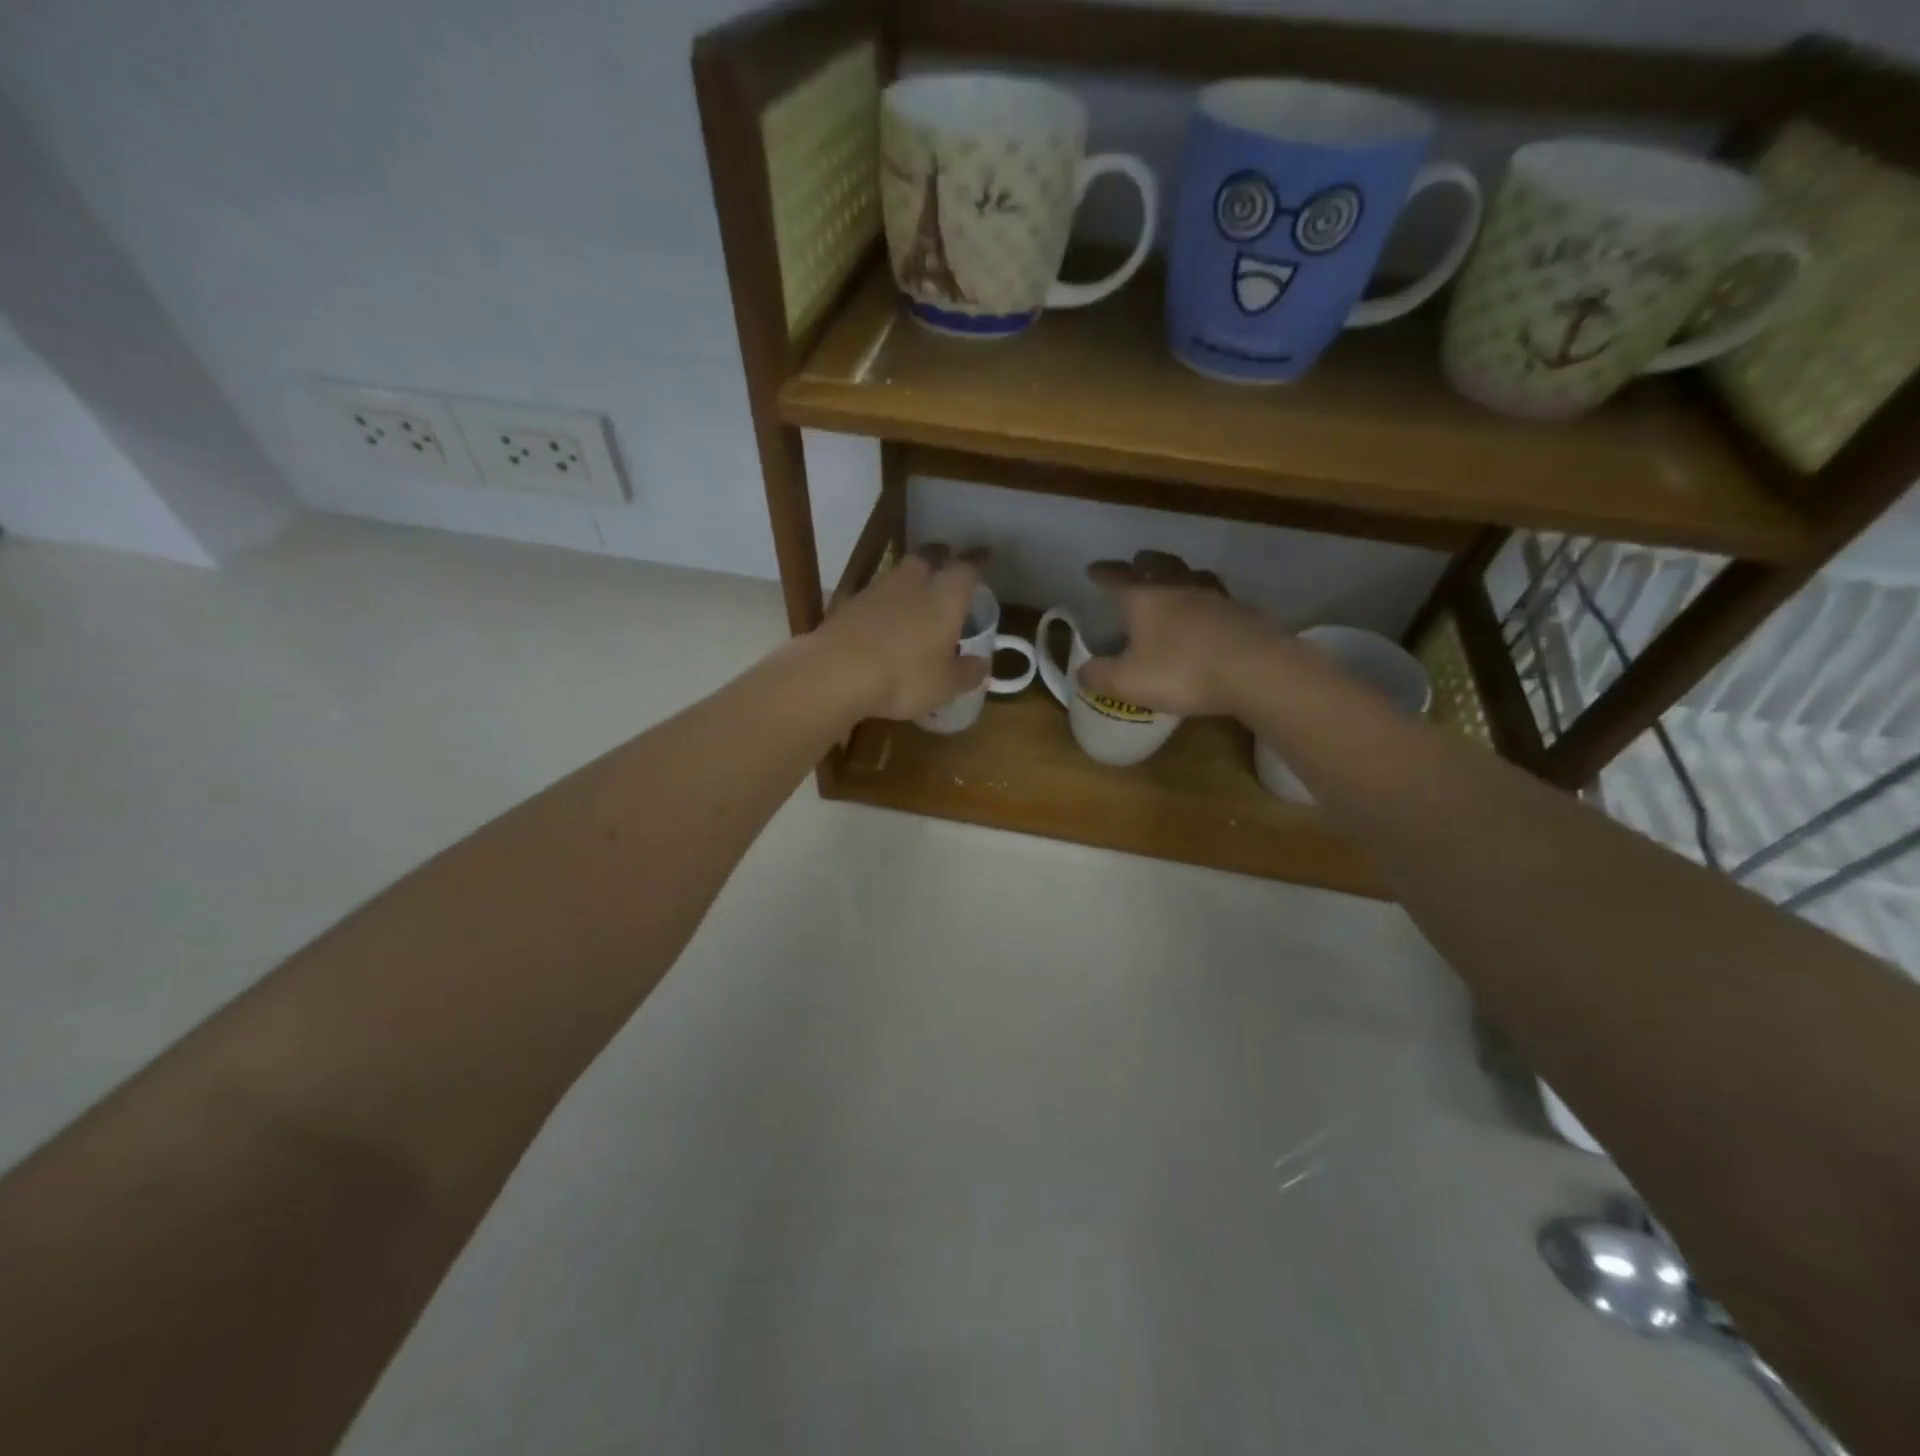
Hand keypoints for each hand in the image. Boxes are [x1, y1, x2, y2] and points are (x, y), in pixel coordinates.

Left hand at [810, 545, 989, 720]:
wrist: (836, 672)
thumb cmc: (905, 676)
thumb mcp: (945, 684)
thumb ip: (967, 672)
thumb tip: (981, 665)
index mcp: (945, 596)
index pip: (967, 567)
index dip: (978, 561)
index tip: (985, 554)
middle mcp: (912, 583)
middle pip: (928, 557)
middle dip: (939, 557)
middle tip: (946, 562)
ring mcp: (875, 591)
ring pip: (897, 574)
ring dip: (908, 580)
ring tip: (915, 593)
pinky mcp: (846, 606)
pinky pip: (873, 597)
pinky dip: (883, 604)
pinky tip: (883, 620)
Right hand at [1074, 551, 1279, 717]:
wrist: (1255, 671)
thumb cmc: (1181, 671)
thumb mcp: (1127, 681)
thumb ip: (1099, 676)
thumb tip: (1082, 671)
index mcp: (1146, 598)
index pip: (1118, 578)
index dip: (1104, 574)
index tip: (1093, 569)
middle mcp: (1180, 589)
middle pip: (1161, 566)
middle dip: (1146, 563)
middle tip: (1138, 559)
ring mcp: (1216, 599)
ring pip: (1194, 577)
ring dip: (1181, 574)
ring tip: (1177, 578)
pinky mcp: (1244, 616)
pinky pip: (1219, 600)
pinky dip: (1208, 602)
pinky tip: (1210, 613)